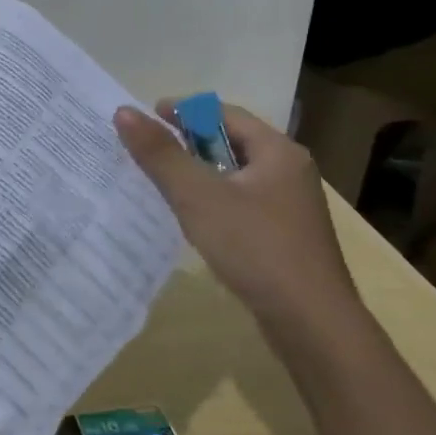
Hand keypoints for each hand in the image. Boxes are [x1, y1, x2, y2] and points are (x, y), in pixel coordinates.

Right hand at [113, 102, 357, 321]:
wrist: (311, 323)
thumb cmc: (255, 248)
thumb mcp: (198, 197)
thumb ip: (160, 154)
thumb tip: (124, 112)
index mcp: (278, 151)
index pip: (225, 113)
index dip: (183, 111)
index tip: (147, 119)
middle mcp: (290, 170)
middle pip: (232, 141)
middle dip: (188, 142)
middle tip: (149, 152)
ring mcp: (292, 205)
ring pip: (236, 174)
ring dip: (200, 173)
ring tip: (163, 183)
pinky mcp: (286, 235)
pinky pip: (243, 202)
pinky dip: (214, 200)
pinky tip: (194, 219)